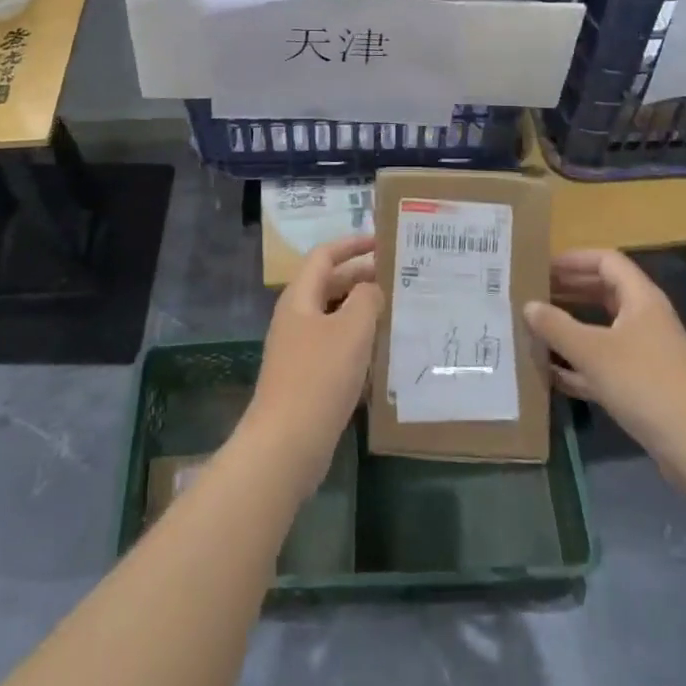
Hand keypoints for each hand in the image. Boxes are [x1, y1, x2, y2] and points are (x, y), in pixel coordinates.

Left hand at [241, 233, 380, 499]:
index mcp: (300, 298)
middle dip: (362, 277)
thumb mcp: (351, 330)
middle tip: (399, 277)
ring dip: (364, 312)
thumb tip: (371, 288)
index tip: (382, 240)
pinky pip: (337, 349)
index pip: (325, 256)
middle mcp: (297, 318)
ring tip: (399, 312)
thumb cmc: (319, 377)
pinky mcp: (307, 379)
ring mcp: (300, 350)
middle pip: (331, 285)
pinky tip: (384, 355)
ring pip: (336, 318)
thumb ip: (366, 299)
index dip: (352, 244)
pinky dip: (359, 345)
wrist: (286, 445)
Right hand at [524, 249, 685, 475]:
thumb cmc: (644, 383)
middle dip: (569, 291)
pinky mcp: (643, 385)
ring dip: (572, 327)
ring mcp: (646, 353)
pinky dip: (580, 364)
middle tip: (534, 294)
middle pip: (604, 292)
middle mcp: (645, 319)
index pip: (606, 261)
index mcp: (640, 298)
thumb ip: (556, 326)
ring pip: (603, 329)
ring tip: (537, 328)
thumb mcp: (592, 351)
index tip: (543, 266)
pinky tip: (552, 373)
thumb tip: (529, 305)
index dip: (574, 259)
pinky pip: (605, 363)